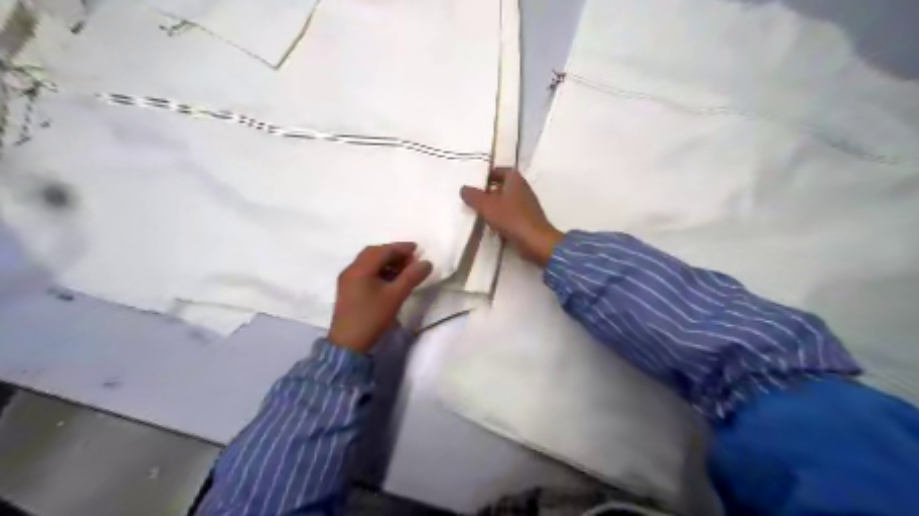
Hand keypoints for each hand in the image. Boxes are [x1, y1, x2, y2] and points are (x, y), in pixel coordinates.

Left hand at [329, 243, 432, 349]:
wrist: (348, 345)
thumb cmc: (371, 317)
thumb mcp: (395, 296)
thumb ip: (411, 277)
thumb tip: (426, 262)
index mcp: (360, 268)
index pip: (383, 250)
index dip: (401, 248)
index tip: (418, 249)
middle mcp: (351, 270)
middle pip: (374, 253)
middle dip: (393, 253)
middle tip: (411, 259)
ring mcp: (347, 280)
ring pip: (369, 263)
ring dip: (387, 262)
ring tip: (404, 270)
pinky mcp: (348, 290)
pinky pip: (365, 272)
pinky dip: (380, 271)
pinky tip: (391, 280)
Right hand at [464, 170, 563, 265]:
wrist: (535, 241)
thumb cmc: (511, 218)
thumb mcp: (487, 206)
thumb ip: (473, 196)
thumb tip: (463, 188)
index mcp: (515, 180)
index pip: (500, 170)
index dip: (488, 175)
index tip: (475, 182)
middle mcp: (523, 189)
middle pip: (503, 186)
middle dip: (488, 191)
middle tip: (473, 198)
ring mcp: (526, 205)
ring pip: (506, 201)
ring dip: (494, 206)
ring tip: (479, 212)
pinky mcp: (527, 220)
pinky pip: (510, 214)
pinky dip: (501, 217)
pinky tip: (491, 225)